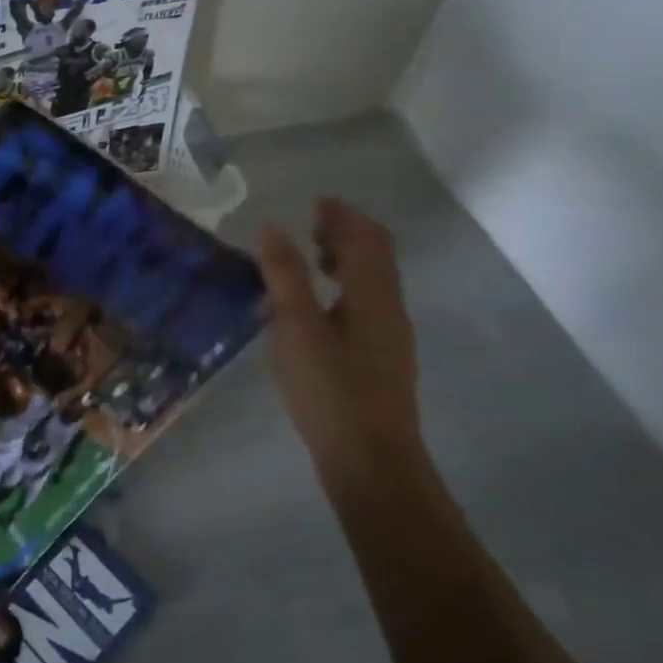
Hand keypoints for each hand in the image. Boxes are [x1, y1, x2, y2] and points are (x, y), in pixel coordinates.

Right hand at [256, 198, 422, 476]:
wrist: (370, 460)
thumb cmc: (330, 389)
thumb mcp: (297, 328)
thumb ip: (285, 276)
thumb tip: (272, 228)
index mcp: (373, 295)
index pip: (366, 239)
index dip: (343, 216)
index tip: (317, 202)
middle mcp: (389, 309)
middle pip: (377, 257)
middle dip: (349, 233)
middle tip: (313, 223)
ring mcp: (390, 336)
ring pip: (374, 282)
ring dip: (348, 260)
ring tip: (311, 257)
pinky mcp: (381, 359)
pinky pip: (367, 304)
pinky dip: (346, 286)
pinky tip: (318, 307)